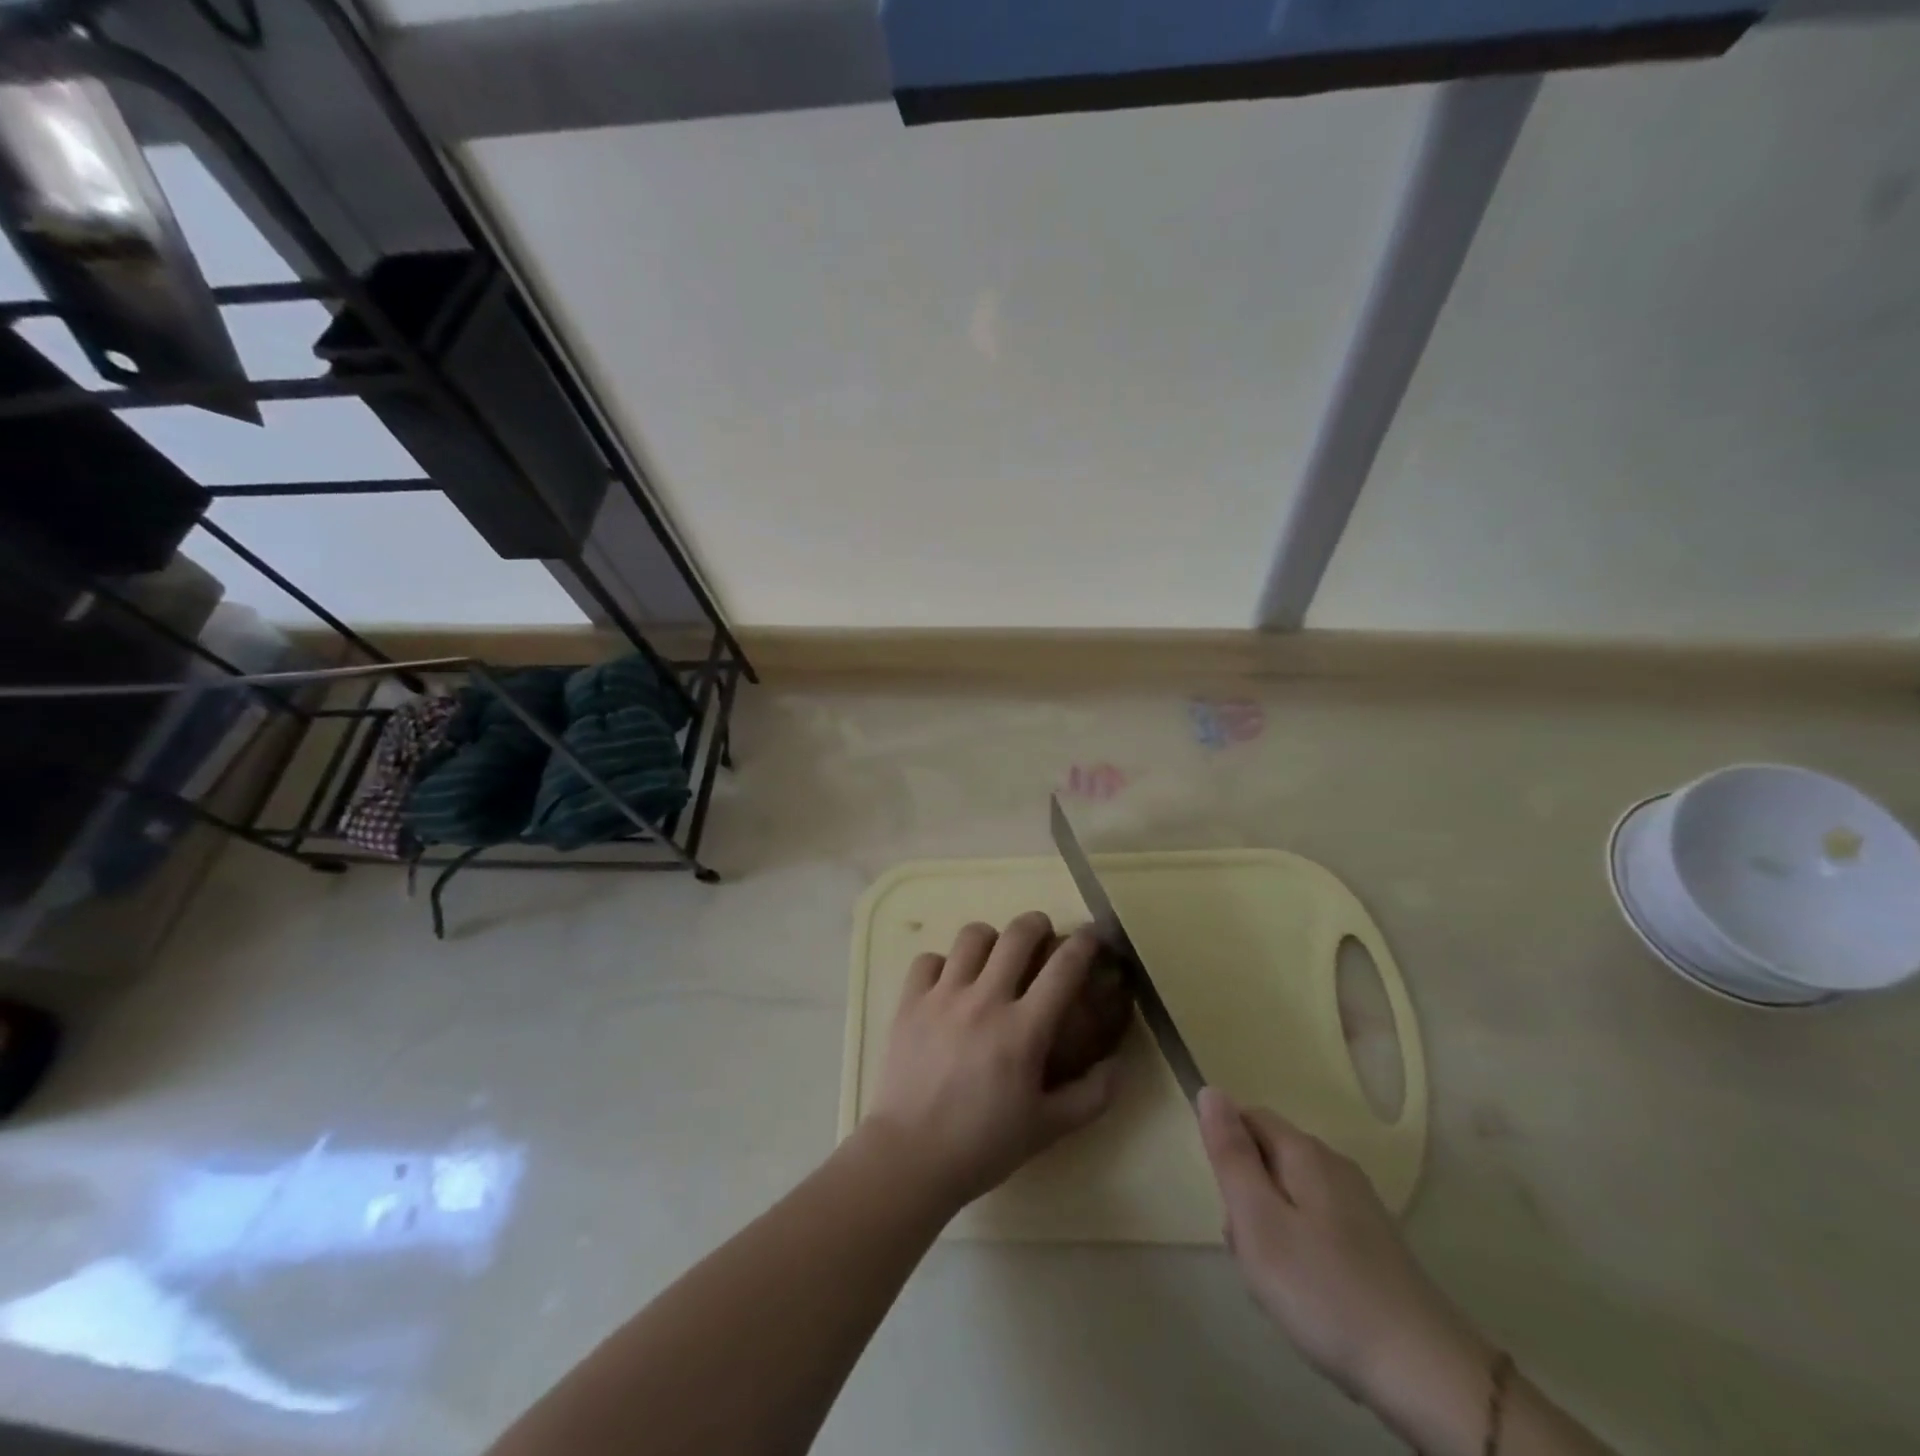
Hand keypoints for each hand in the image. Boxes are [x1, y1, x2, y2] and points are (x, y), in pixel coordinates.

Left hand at [863, 913, 1119, 1212]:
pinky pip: (928, 959)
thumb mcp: (1049, 1128)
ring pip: (971, 936)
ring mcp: (942, 997)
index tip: (1093, 935)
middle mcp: (984, 1000)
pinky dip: (943, 964)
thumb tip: (1120, 1063)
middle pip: (1016, 934)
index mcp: (1024, 1030)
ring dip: (990, 939)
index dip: (1084, 943)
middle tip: (1042, 934)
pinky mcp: (909, 1002)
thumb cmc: (984, 1145)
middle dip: (1036, 924)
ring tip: (993, 956)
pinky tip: (949, 983)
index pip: (1064, 968)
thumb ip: (1093, 1095)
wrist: (910, 1158)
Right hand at [1197, 1089, 1489, 1407]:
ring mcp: (1359, 1205)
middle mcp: (1334, 1165)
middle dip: (1247, 1201)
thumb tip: (1210, 1090)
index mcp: (1304, 1151)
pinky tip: (1310, 1299)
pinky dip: (1301, 1254)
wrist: (1426, 1373)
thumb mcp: (1258, 1220)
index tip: (1228, 1205)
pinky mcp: (1375, 1244)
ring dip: (1271, 1233)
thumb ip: (1230, 1154)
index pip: (1247, 1118)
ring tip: (1280, 1287)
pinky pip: (1316, 1229)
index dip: (1227, 1153)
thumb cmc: (1323, 1289)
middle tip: (1253, 1255)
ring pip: (1289, 1198)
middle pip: (1268, 1160)